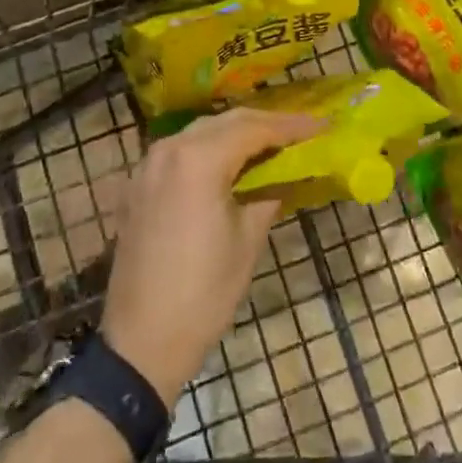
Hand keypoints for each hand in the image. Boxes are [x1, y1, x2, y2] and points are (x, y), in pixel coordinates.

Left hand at [100, 109, 321, 403]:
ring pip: (200, 132)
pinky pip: (180, 151)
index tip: (323, 125)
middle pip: (226, 122)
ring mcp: (147, 165)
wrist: (141, 340)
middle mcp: (169, 149)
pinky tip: (229, 162)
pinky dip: (209, 149)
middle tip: (301, 130)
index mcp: (198, 160)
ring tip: (271, 142)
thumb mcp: (247, 240)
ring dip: (236, 133)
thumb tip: (287, 173)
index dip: (292, 126)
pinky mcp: (138, 185)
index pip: (254, 129)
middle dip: (266, 123)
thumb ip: (268, 194)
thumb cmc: (204, 293)